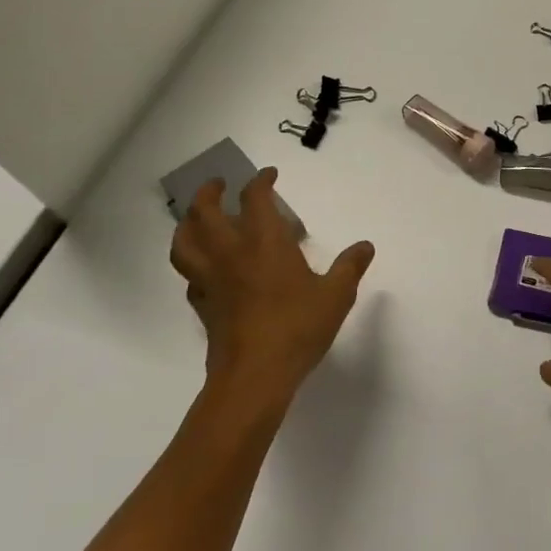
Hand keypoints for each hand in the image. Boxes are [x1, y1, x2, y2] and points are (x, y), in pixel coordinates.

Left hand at [169, 170, 374, 407]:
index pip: (255, 198)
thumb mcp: (336, 295)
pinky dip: (194, 264)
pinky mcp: (203, 305)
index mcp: (264, 242)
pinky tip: (207, 269)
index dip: (261, 181)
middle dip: (210, 192)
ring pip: (184, 242)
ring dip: (187, 223)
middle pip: (204, 212)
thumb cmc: (298, 327)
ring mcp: (211, 279)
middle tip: (219, 185)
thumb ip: (350, 267)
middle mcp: (231, 253)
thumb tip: (366, 246)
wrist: (254, 375)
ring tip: (196, 219)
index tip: (269, 174)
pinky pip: (190, 276)